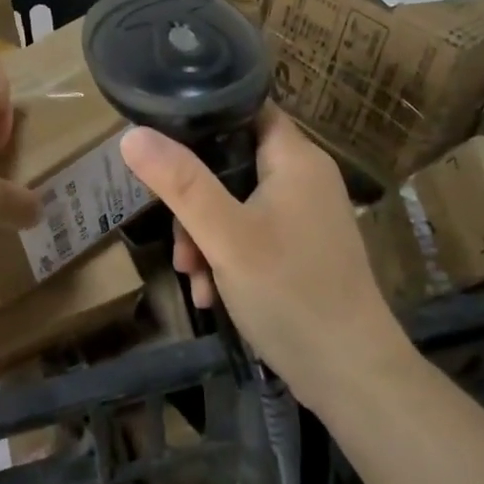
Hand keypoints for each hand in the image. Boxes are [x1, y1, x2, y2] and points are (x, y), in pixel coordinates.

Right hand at [119, 107, 407, 407]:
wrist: (352, 376)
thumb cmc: (291, 292)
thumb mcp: (226, 235)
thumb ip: (180, 183)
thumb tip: (132, 135)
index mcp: (295, 157)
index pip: (246, 107)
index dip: (203, 115)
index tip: (162, 138)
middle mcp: (303, 177)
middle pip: (231, 162)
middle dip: (194, 199)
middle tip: (178, 239)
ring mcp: (304, 215)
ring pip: (236, 203)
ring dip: (205, 236)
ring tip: (193, 277)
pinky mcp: (301, 249)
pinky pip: (251, 234)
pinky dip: (227, 257)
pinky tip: (212, 295)